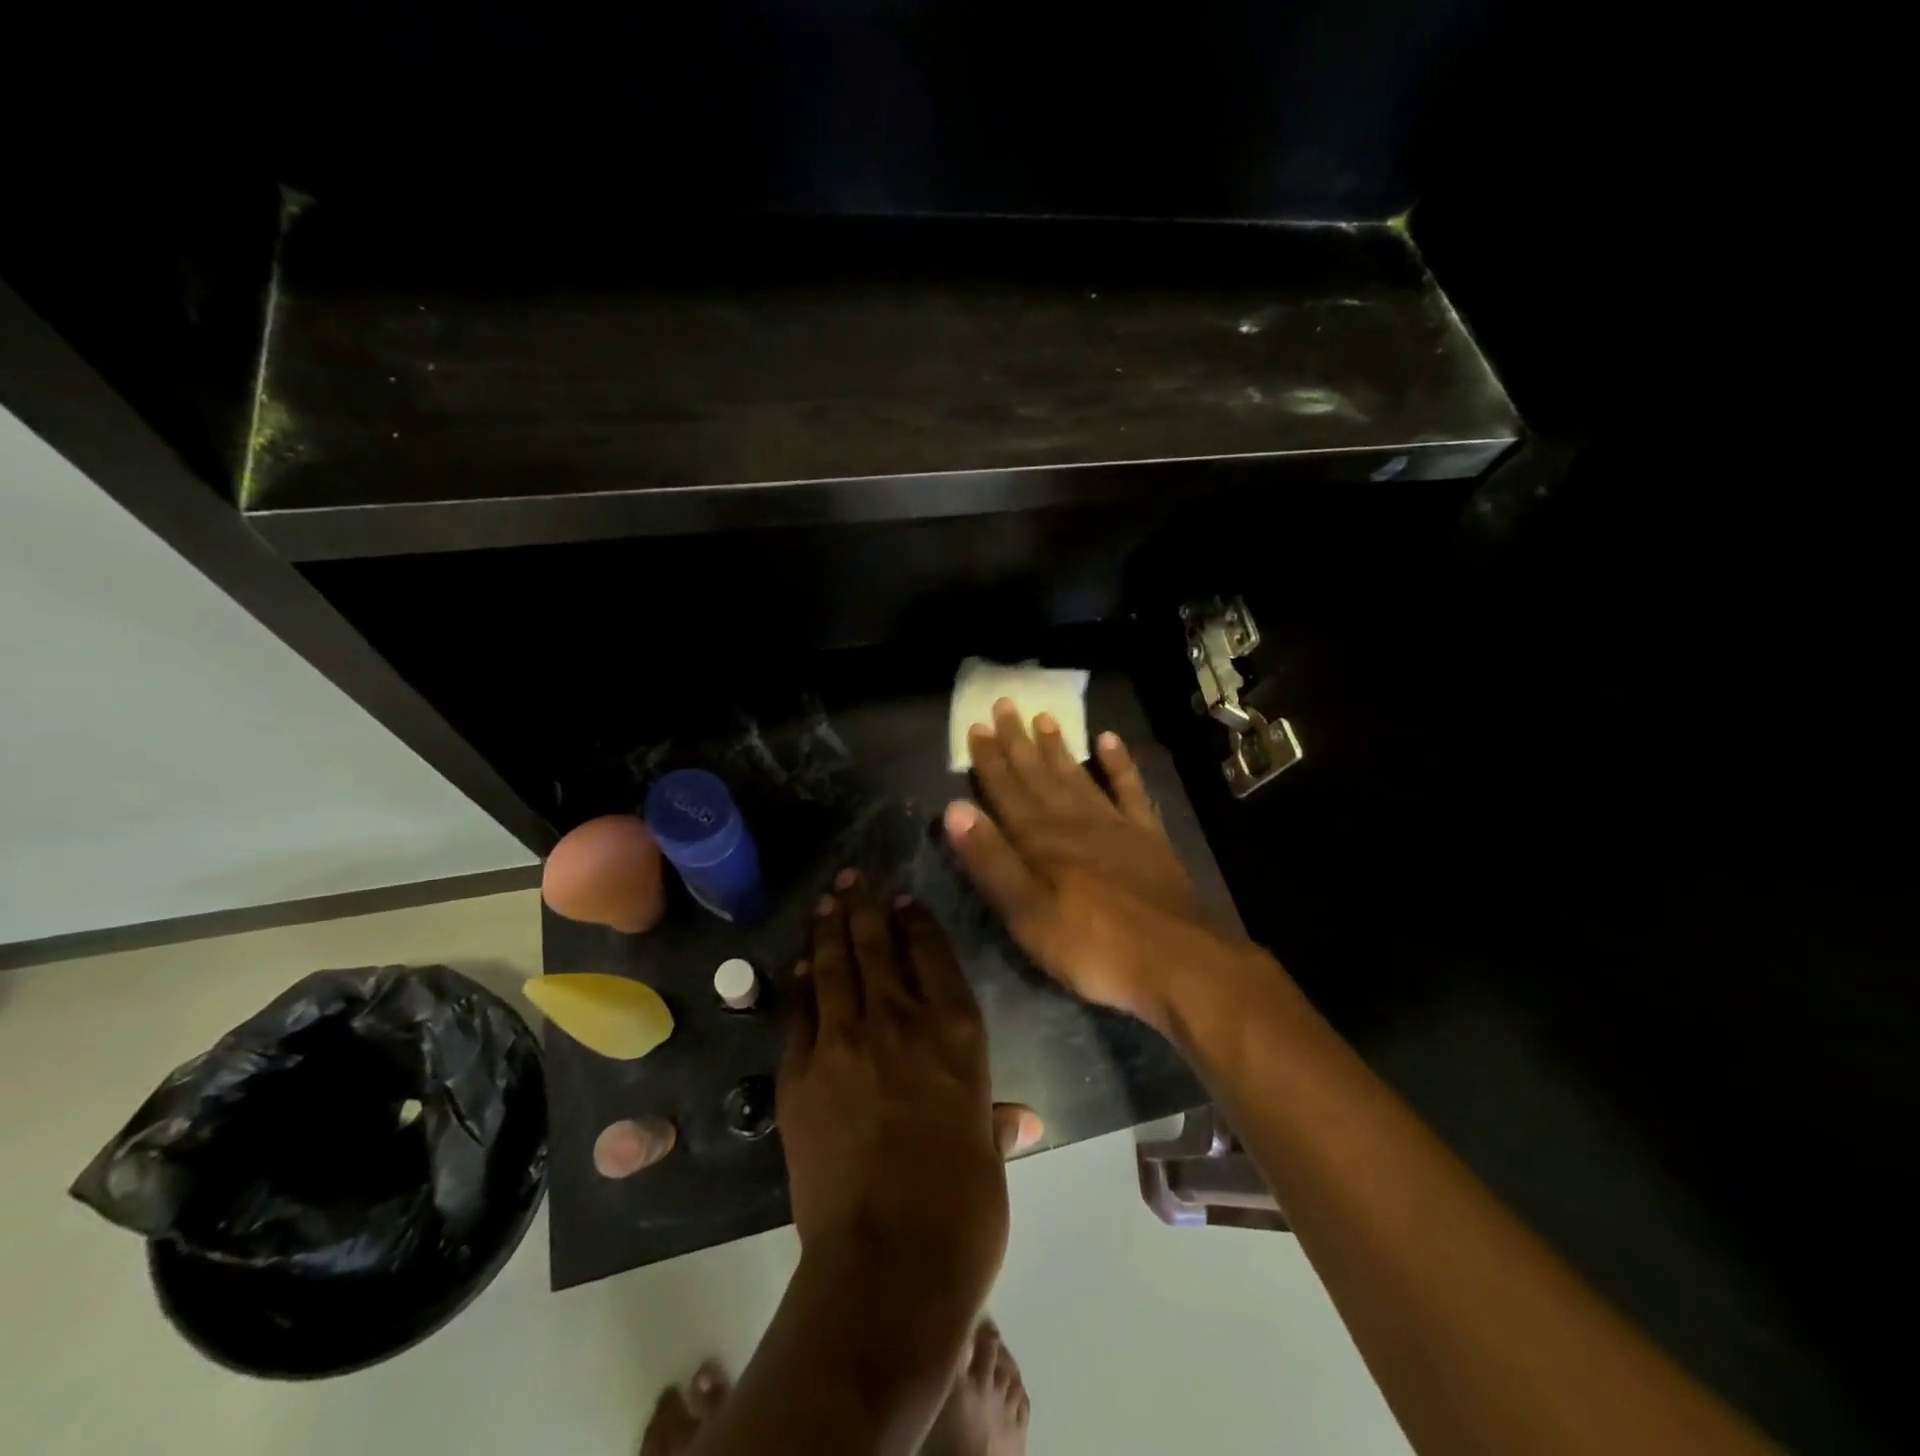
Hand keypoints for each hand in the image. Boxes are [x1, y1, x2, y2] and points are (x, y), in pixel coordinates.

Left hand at [777, 870, 1033, 1309]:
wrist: (887, 1264)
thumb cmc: (961, 1210)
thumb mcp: (988, 1158)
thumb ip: (996, 1124)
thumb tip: (1022, 1121)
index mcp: (956, 1033)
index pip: (933, 954)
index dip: (916, 921)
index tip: (904, 901)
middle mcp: (900, 1021)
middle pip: (878, 946)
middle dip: (865, 907)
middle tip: (854, 879)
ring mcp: (845, 1042)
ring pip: (835, 967)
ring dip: (830, 929)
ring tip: (828, 901)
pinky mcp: (801, 1073)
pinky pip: (800, 1012)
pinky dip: (800, 983)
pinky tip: (800, 965)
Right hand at [945, 699, 1241, 1030]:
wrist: (1176, 961)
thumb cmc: (1091, 946)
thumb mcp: (1027, 914)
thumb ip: (991, 861)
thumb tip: (955, 809)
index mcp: (1041, 841)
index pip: (1007, 792)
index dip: (990, 760)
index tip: (977, 726)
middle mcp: (1074, 822)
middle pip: (1039, 776)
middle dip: (1019, 742)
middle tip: (1006, 704)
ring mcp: (1115, 825)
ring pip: (1078, 776)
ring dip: (1059, 747)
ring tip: (1045, 717)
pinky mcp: (1148, 837)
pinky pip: (1130, 790)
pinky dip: (1120, 764)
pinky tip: (1110, 740)